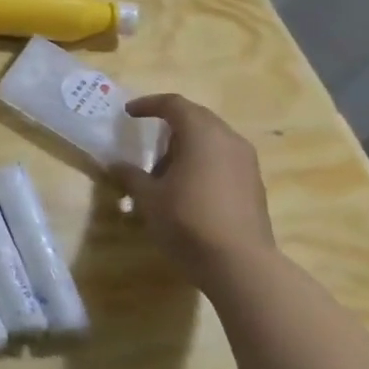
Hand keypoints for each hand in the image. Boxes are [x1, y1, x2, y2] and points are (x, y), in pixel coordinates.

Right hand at [114, 93, 275, 277]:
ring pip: (213, 139)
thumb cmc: (188, 221)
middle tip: (147, 139)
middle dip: (170, 123)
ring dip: (187, 144)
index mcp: (202, 134)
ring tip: (165, 169)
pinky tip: (189, 187)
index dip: (149, 104)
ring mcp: (246, 162)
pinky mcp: (254, 184)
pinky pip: (224, 158)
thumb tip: (115, 165)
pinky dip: (203, 161)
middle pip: (197, 117)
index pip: (174, 104)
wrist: (240, 264)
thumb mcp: (148, 198)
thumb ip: (131, 176)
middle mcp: (228, 139)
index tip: (129, 113)